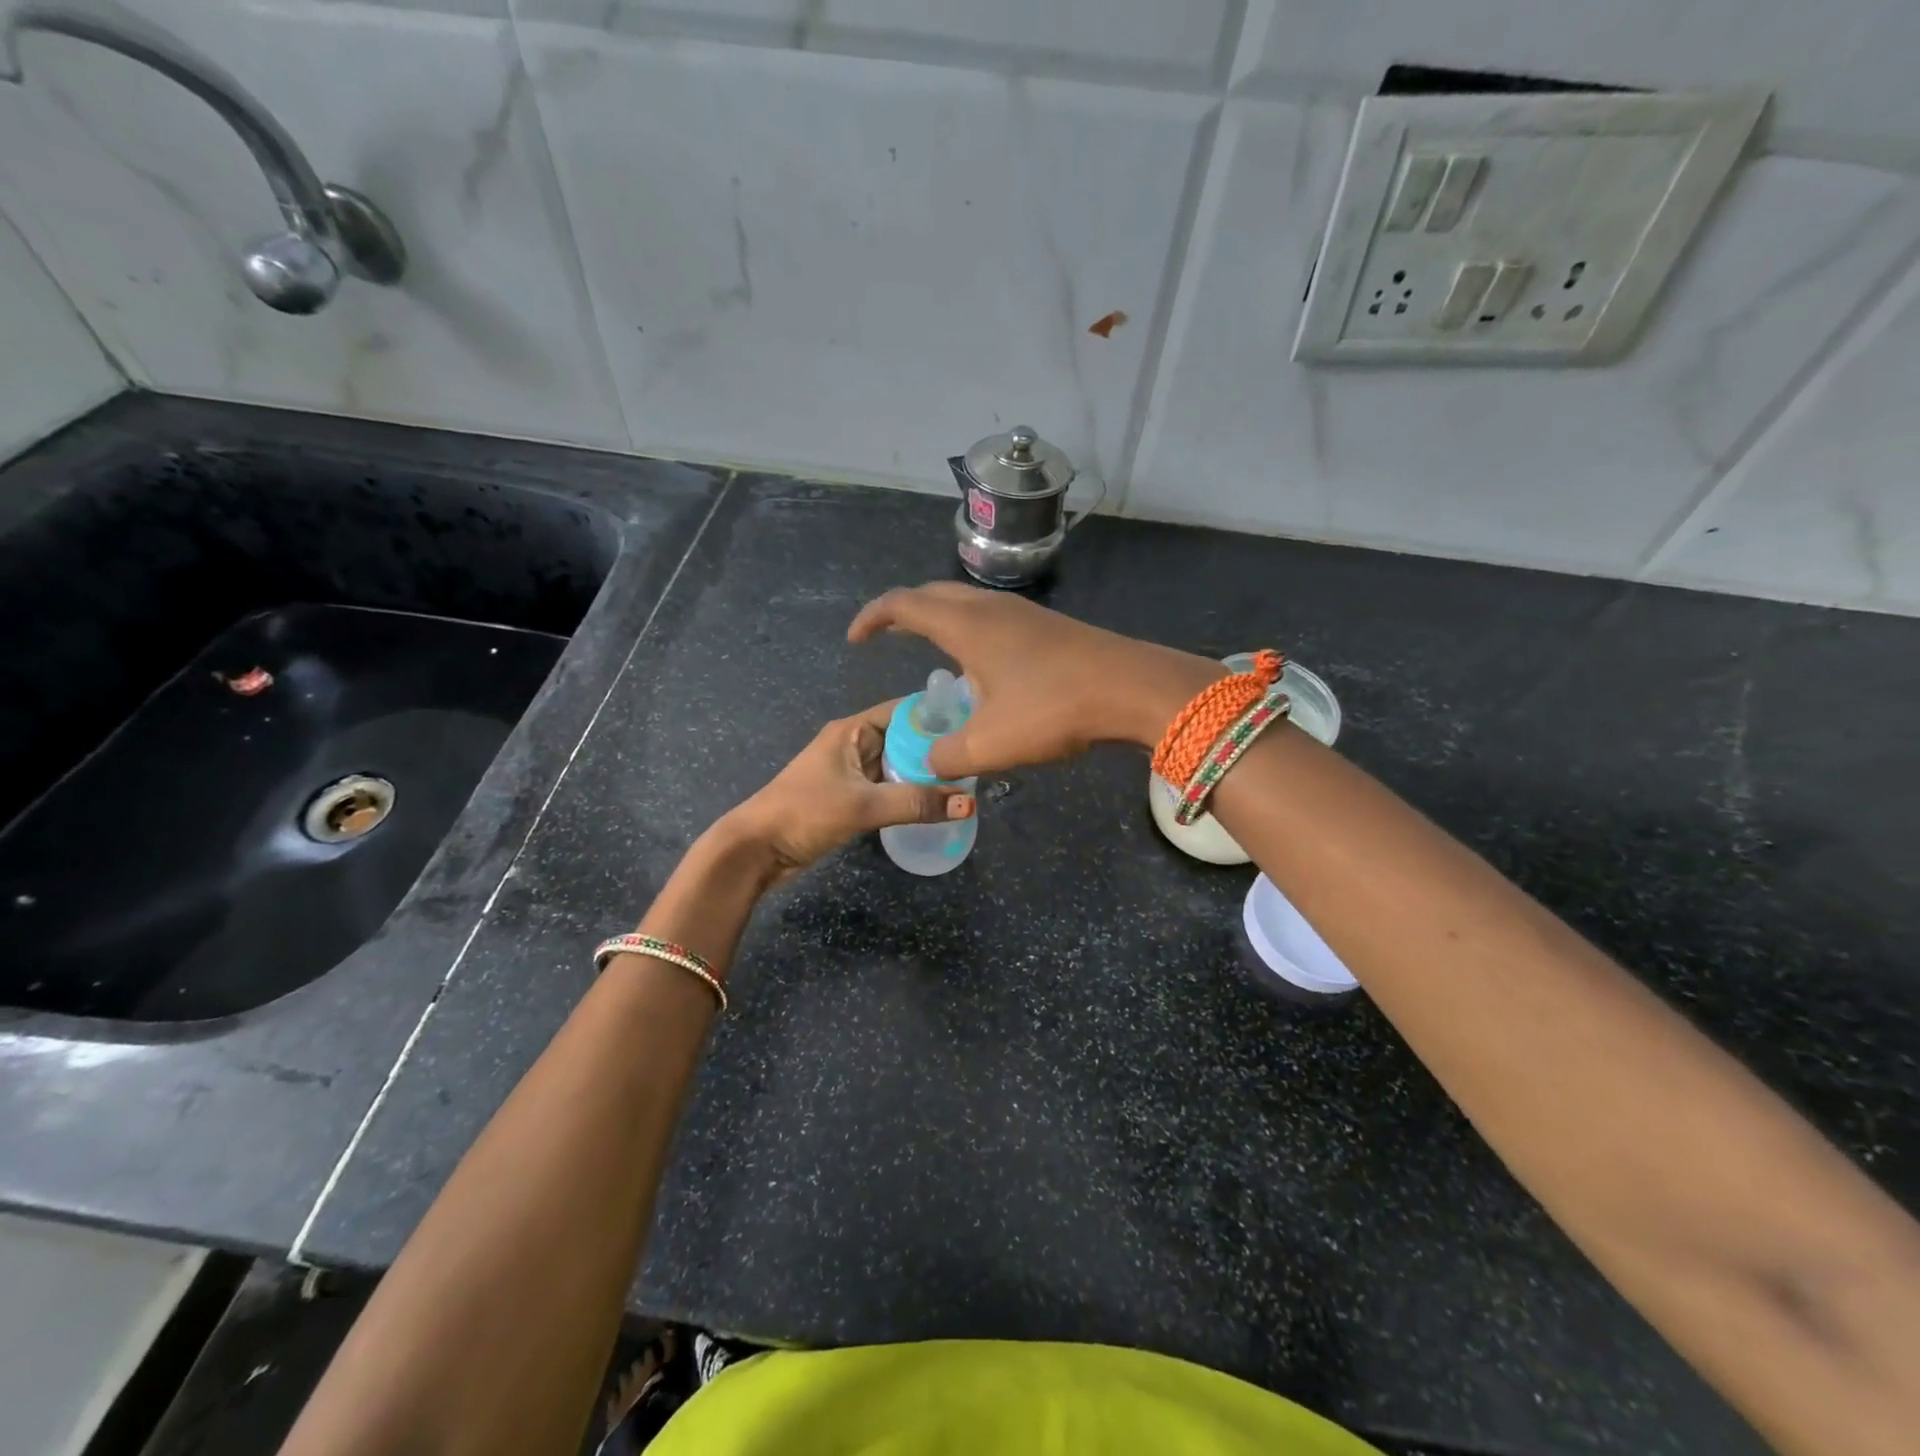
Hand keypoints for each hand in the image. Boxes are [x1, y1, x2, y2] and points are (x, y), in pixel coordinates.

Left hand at [717, 699, 974, 883]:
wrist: (756, 850)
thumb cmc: (804, 813)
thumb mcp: (863, 805)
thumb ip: (916, 803)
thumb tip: (970, 802)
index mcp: (852, 730)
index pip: (905, 711)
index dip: (939, 716)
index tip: (976, 724)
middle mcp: (854, 744)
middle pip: (905, 739)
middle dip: (938, 749)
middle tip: (979, 760)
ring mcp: (852, 772)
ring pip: (898, 766)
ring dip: (926, 774)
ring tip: (968, 781)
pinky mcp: (851, 798)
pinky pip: (889, 788)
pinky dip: (911, 793)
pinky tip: (937, 803)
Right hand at [848, 582, 1217, 779]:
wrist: (1131, 687)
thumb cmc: (1053, 708)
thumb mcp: (990, 743)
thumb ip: (948, 755)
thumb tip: (930, 762)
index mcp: (965, 625)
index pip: (903, 605)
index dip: (872, 618)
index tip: (855, 640)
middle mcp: (990, 608)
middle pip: (933, 594)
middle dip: (903, 612)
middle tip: (887, 637)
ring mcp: (1023, 613)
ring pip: (966, 603)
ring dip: (940, 619)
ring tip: (931, 651)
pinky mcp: (1048, 627)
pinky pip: (993, 618)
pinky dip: (971, 631)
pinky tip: (982, 666)